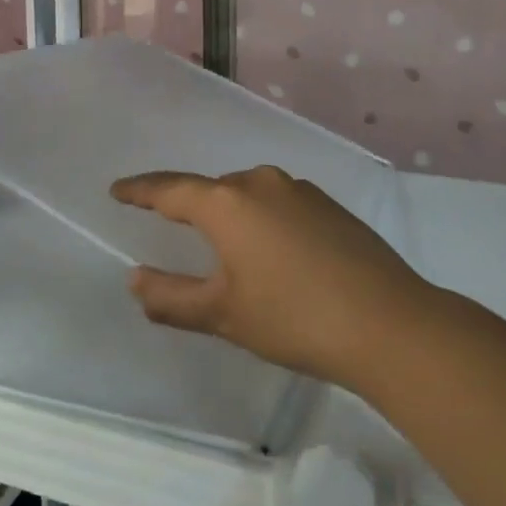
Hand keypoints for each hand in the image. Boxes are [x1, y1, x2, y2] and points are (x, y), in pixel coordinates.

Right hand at [110, 166, 436, 388]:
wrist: (388, 323)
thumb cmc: (294, 318)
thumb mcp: (223, 314)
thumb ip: (171, 297)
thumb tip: (135, 279)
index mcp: (228, 203)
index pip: (171, 189)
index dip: (140, 190)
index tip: (117, 190)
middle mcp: (261, 182)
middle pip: (211, 191)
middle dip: (188, 207)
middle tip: (169, 226)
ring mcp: (299, 189)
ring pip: (247, 196)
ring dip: (230, 216)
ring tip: (225, 249)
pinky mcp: (328, 204)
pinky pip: (278, 204)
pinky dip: (262, 221)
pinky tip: (273, 253)